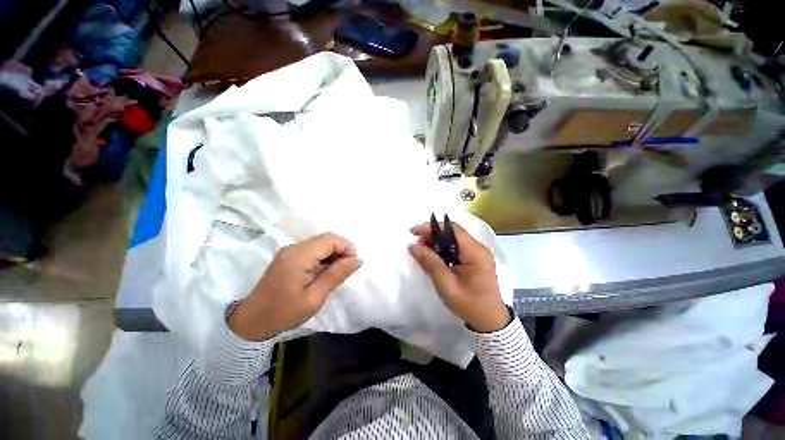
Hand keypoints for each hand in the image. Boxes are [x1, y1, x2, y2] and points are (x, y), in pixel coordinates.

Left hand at [228, 233, 361, 340]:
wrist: (251, 322)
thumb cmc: (284, 313)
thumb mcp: (315, 297)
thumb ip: (337, 274)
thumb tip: (358, 259)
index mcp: (298, 256)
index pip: (330, 239)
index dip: (347, 247)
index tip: (353, 264)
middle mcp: (293, 247)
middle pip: (325, 238)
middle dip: (341, 250)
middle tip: (347, 269)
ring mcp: (289, 251)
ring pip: (320, 243)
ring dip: (333, 253)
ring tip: (337, 272)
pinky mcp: (288, 256)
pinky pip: (312, 249)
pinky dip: (324, 257)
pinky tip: (325, 271)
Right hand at [409, 222, 509, 332]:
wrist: (490, 321)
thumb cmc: (469, 304)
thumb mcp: (446, 285)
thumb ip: (430, 263)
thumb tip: (413, 246)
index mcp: (475, 252)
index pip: (452, 229)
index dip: (431, 227)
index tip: (414, 233)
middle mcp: (478, 248)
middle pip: (453, 232)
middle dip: (432, 234)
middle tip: (416, 244)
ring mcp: (478, 253)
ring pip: (454, 238)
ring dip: (437, 241)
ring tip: (422, 250)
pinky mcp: (476, 259)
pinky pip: (457, 247)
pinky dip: (443, 248)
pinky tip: (434, 257)